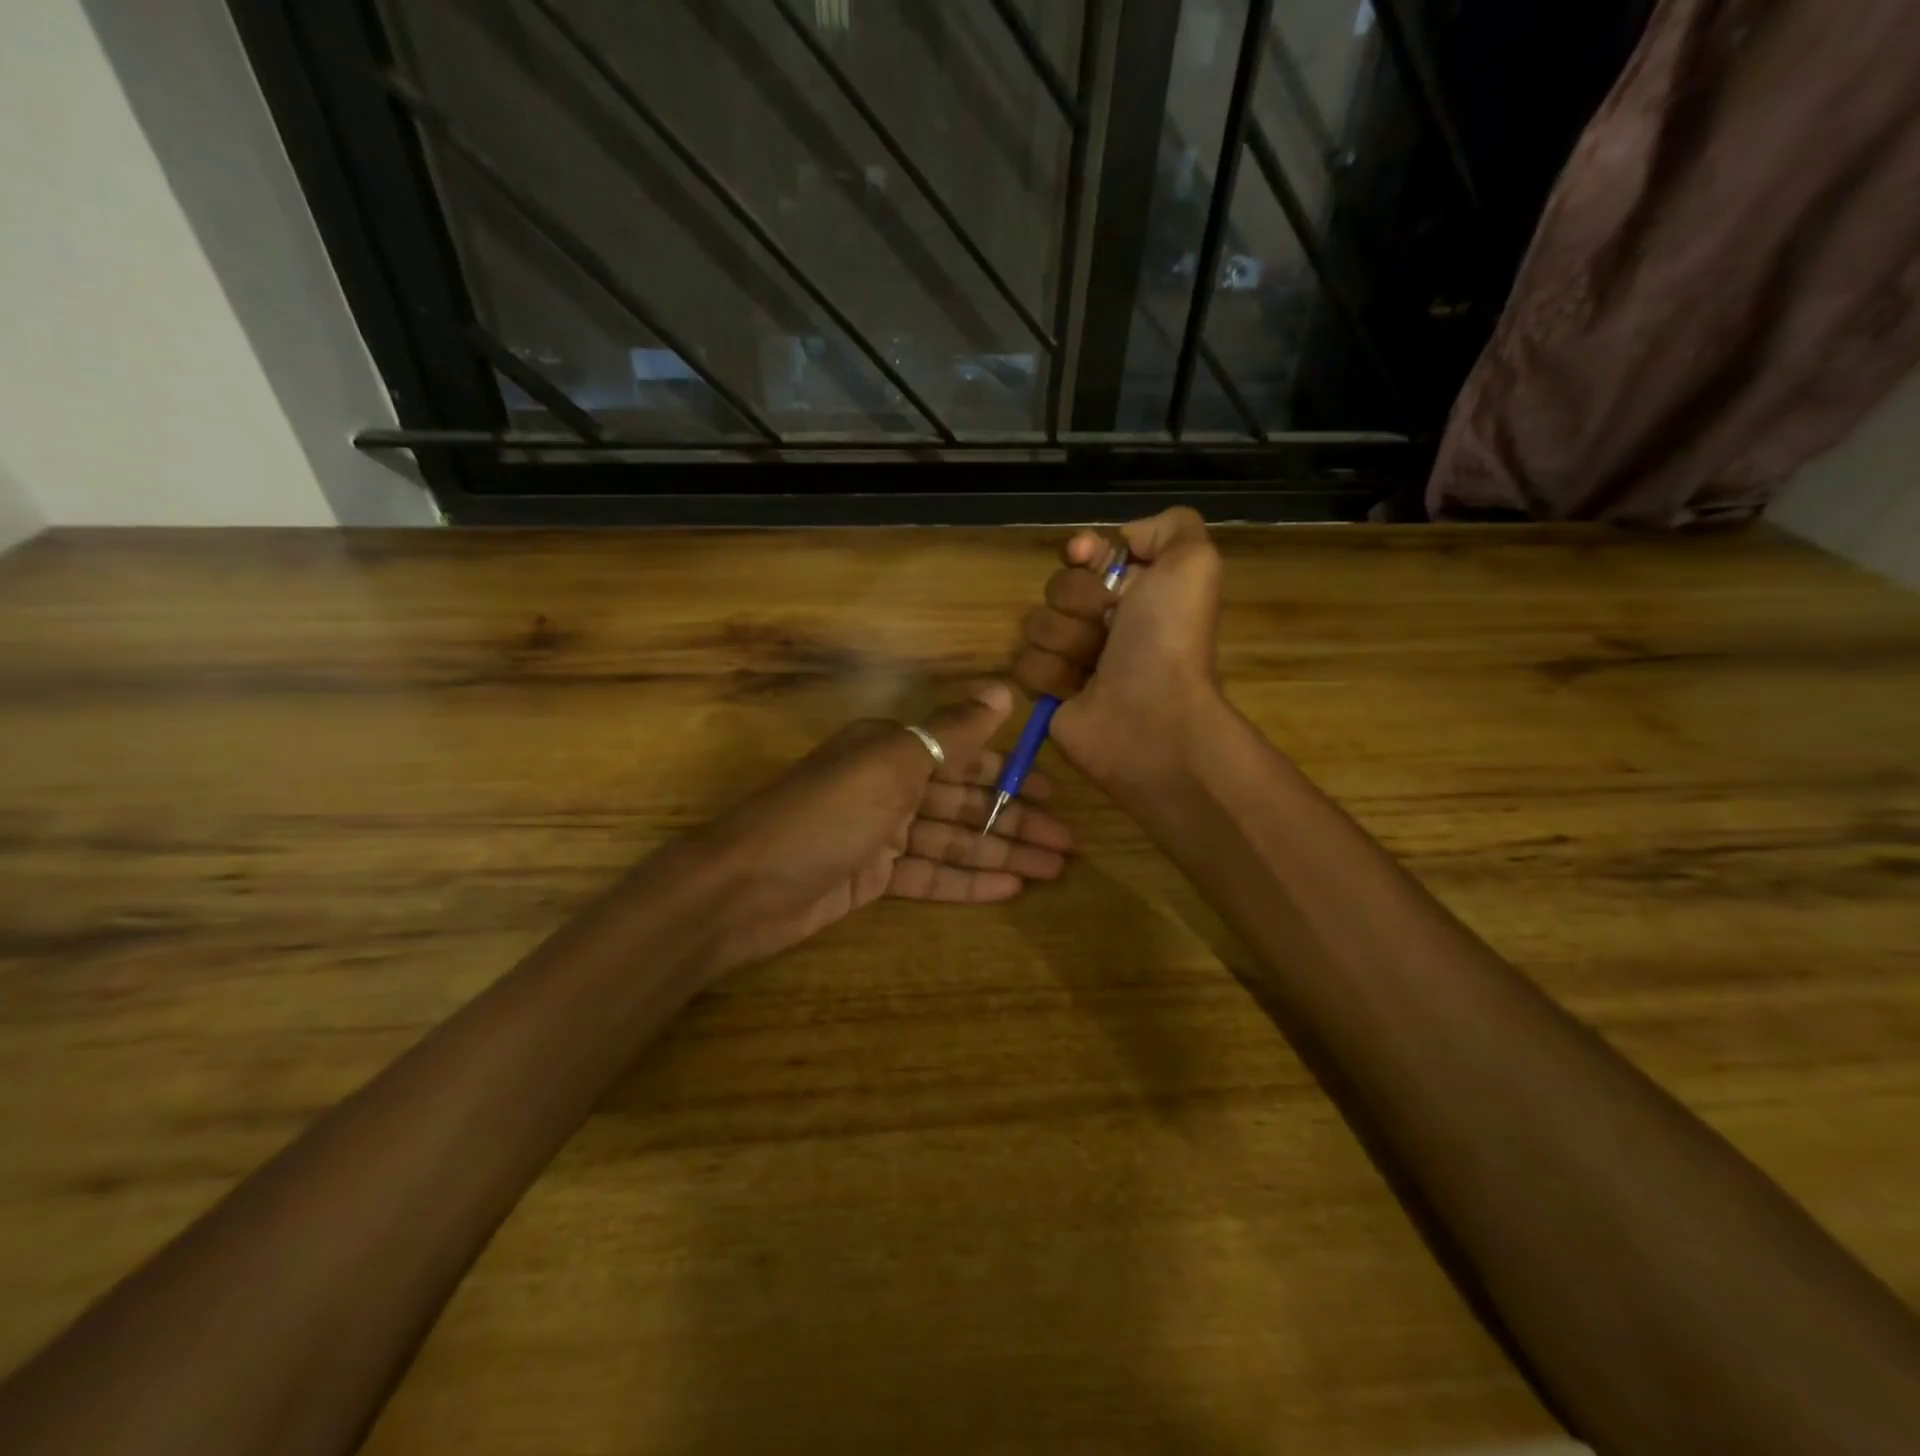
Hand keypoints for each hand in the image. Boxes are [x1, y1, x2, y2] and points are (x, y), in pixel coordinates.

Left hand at [683, 683, 1071, 969]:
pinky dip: (967, 881)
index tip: (1054, 793)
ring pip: (953, 842)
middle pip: (965, 804)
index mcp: (892, 749)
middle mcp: (889, 786)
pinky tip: (1009, 890)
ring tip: (1052, 871)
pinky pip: (930, 875)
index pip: (964, 758)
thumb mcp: (893, 762)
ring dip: (1000, 854)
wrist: (742, 887)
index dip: (1011, 775)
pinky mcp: (872, 879)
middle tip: (1067, 845)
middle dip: (1015, 822)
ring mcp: (880, 835)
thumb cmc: (824, 815)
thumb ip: (952, 731)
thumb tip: (1004, 690)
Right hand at [1012, 507, 1224, 792]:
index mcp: (1136, 590)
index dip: (1083, 551)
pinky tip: (1075, 690)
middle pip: (1058, 587)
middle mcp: (1104, 621)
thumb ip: (1171, 526)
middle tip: (1110, 627)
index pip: (1087, 553)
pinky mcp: (1049, 692)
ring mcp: (1073, 657)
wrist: (1151, 717)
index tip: (1086, 556)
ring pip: (1036, 624)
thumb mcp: (1194, 563)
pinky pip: (1023, 664)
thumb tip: (1123, 538)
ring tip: (1095, 666)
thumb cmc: (1169, 640)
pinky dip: (1050, 674)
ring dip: (1066, 641)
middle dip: (1080, 602)